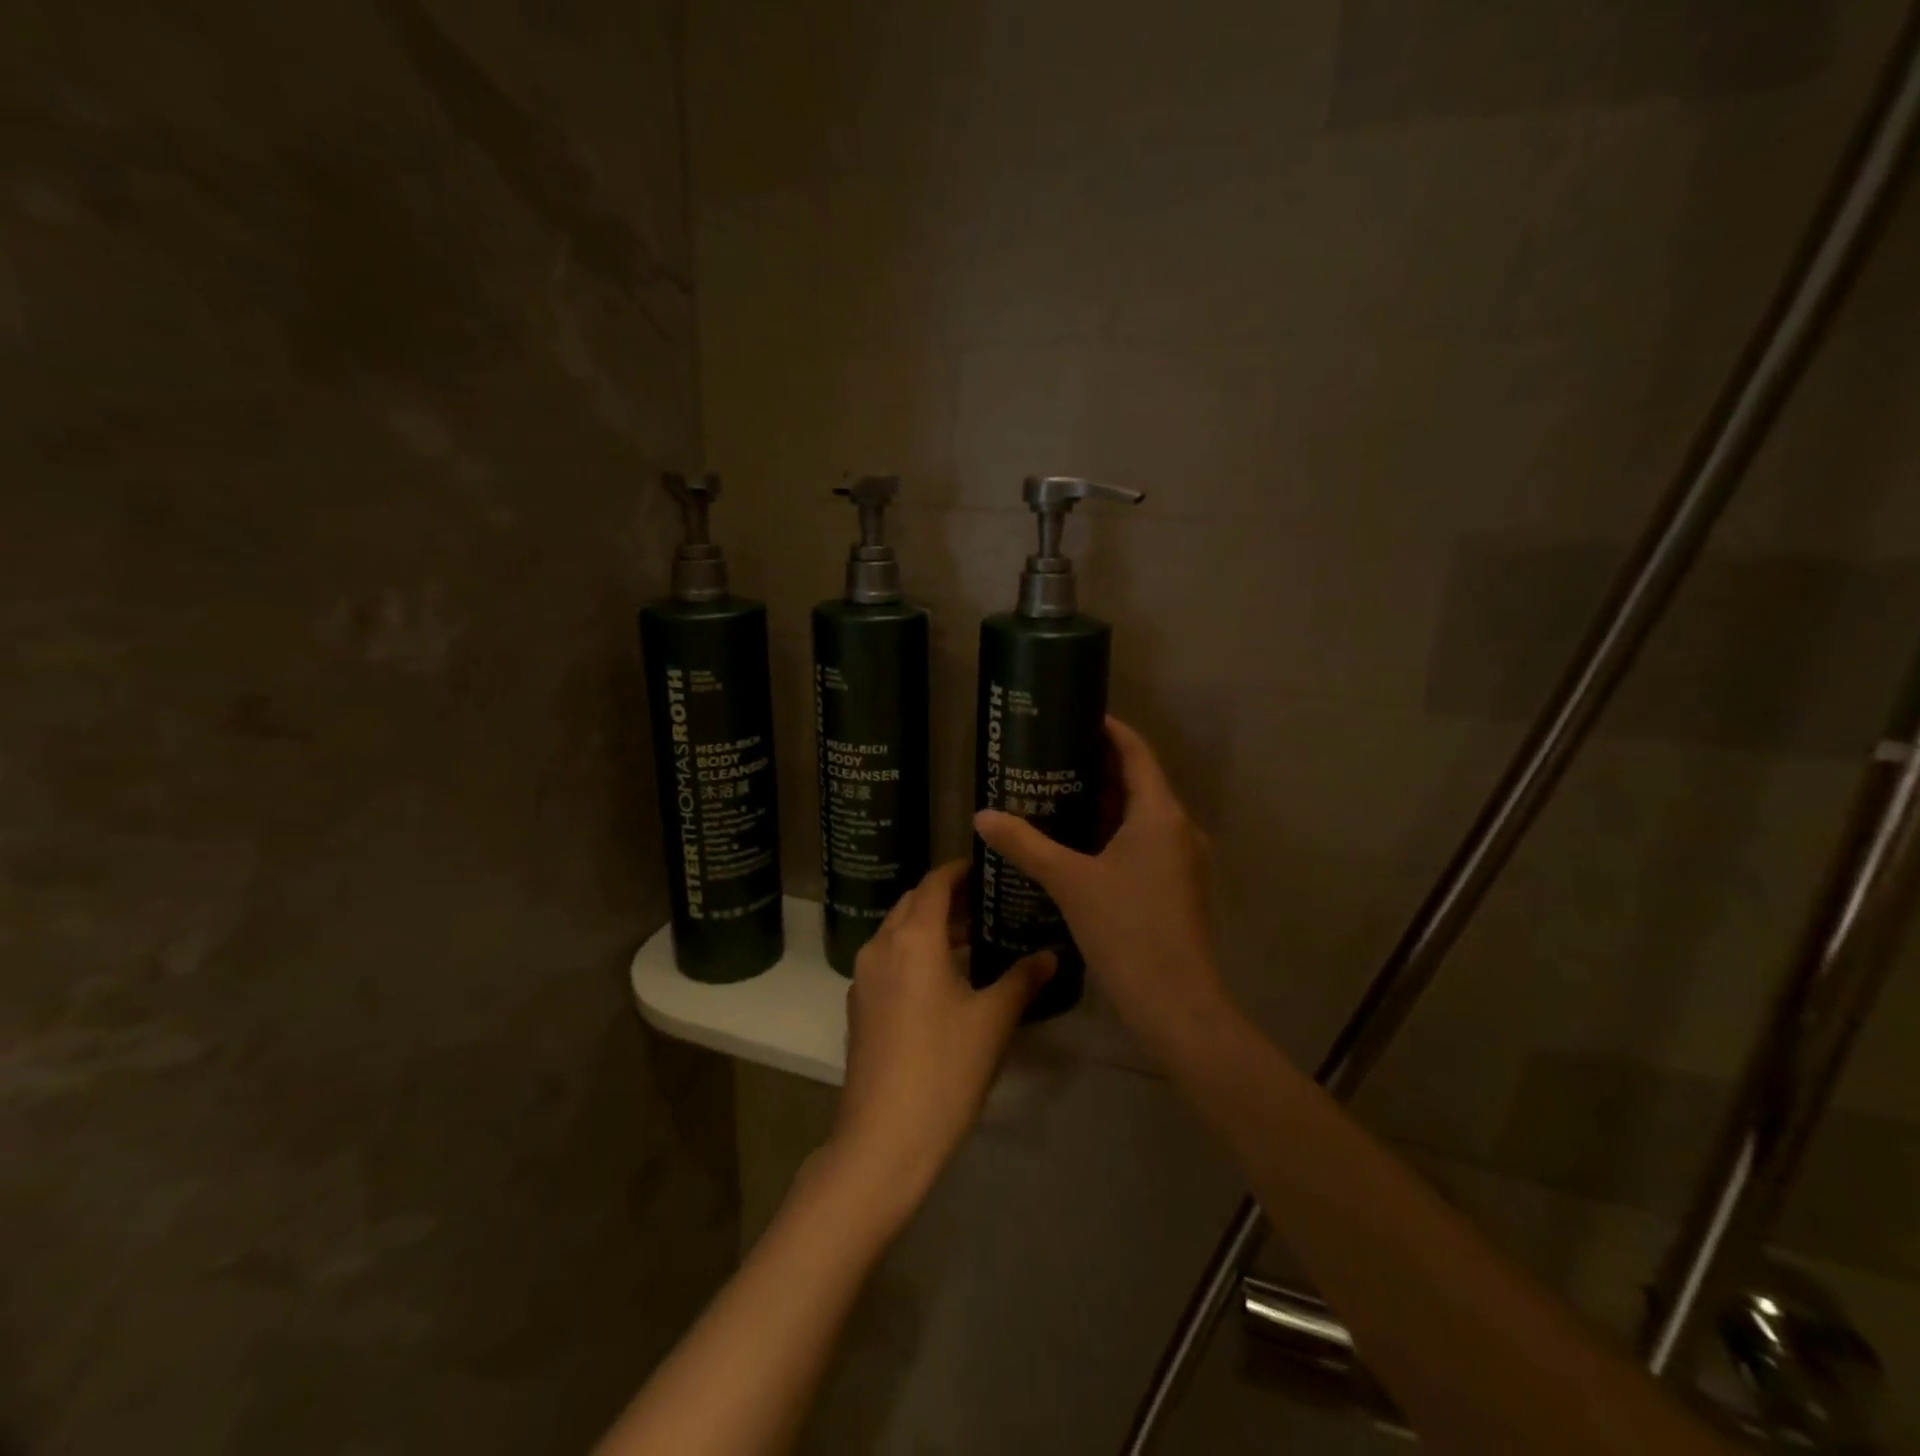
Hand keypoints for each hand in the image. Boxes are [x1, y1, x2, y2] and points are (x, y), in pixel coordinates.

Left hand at [827, 861, 1053, 1226]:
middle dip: (946, 898)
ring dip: (929, 927)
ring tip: (972, 941)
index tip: (986, 868)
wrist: (883, 1138)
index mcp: (913, 938)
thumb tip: (1050, 954)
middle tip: (986, 904)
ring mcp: (863, 977)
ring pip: (897, 933)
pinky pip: (888, 960)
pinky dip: (913, 954)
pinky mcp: (858, 1006)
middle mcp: (881, 946)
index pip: (934, 884)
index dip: (959, 871)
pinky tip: (942, 981)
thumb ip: (1023, 979)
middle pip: (912, 904)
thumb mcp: (993, 1020)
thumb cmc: (945, 1068)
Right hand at [973, 717, 1227, 1050]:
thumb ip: (1025, 844)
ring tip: (1056, 794)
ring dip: (1103, 803)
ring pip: (1140, 816)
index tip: (1076, 716)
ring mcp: (1181, 859)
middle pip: (1138, 782)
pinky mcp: (1176, 886)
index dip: (1109, 730)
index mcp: (1159, 814)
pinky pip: (1143, 843)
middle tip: (1051, 756)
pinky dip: (1113, 833)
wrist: (1175, 1002)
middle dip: (1097, 767)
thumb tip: (982, 814)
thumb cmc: (1126, 929)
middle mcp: (1178, 828)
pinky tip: (1077, 844)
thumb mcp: (1069, 881)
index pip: (1136, 752)